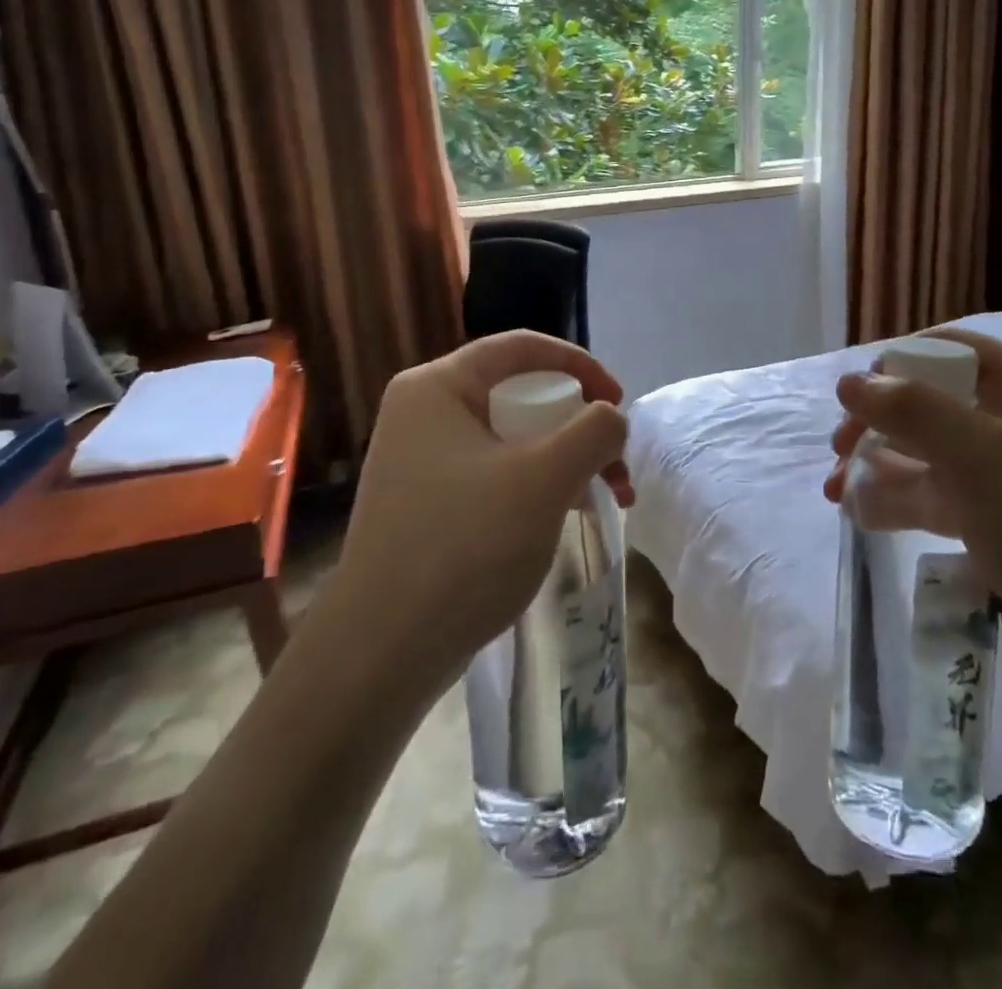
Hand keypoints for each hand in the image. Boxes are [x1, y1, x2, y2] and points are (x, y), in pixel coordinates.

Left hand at [336, 331, 631, 684]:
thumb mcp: (545, 478)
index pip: (521, 347)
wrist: (383, 653)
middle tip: (615, 462)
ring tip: (606, 498)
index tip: (618, 403)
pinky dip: (538, 485)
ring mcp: (421, 461)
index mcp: (437, 387)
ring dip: (566, 459)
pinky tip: (566, 516)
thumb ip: (594, 431)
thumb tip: (611, 419)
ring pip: (513, 438)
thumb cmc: (465, 547)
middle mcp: (423, 413)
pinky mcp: (428, 502)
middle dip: (579, 425)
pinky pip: (496, 472)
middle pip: (521, 394)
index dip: (580, 365)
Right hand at [824, 329, 1001, 658]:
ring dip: (874, 462)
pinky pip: (928, 489)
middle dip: (878, 421)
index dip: (901, 362)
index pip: (954, 349)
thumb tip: (847, 382)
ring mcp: (996, 468)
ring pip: (922, 448)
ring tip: (834, 488)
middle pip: (929, 399)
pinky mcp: (984, 511)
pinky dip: (892, 495)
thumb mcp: (977, 455)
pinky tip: (854, 509)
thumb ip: (911, 410)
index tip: (859, 392)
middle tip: (839, 445)